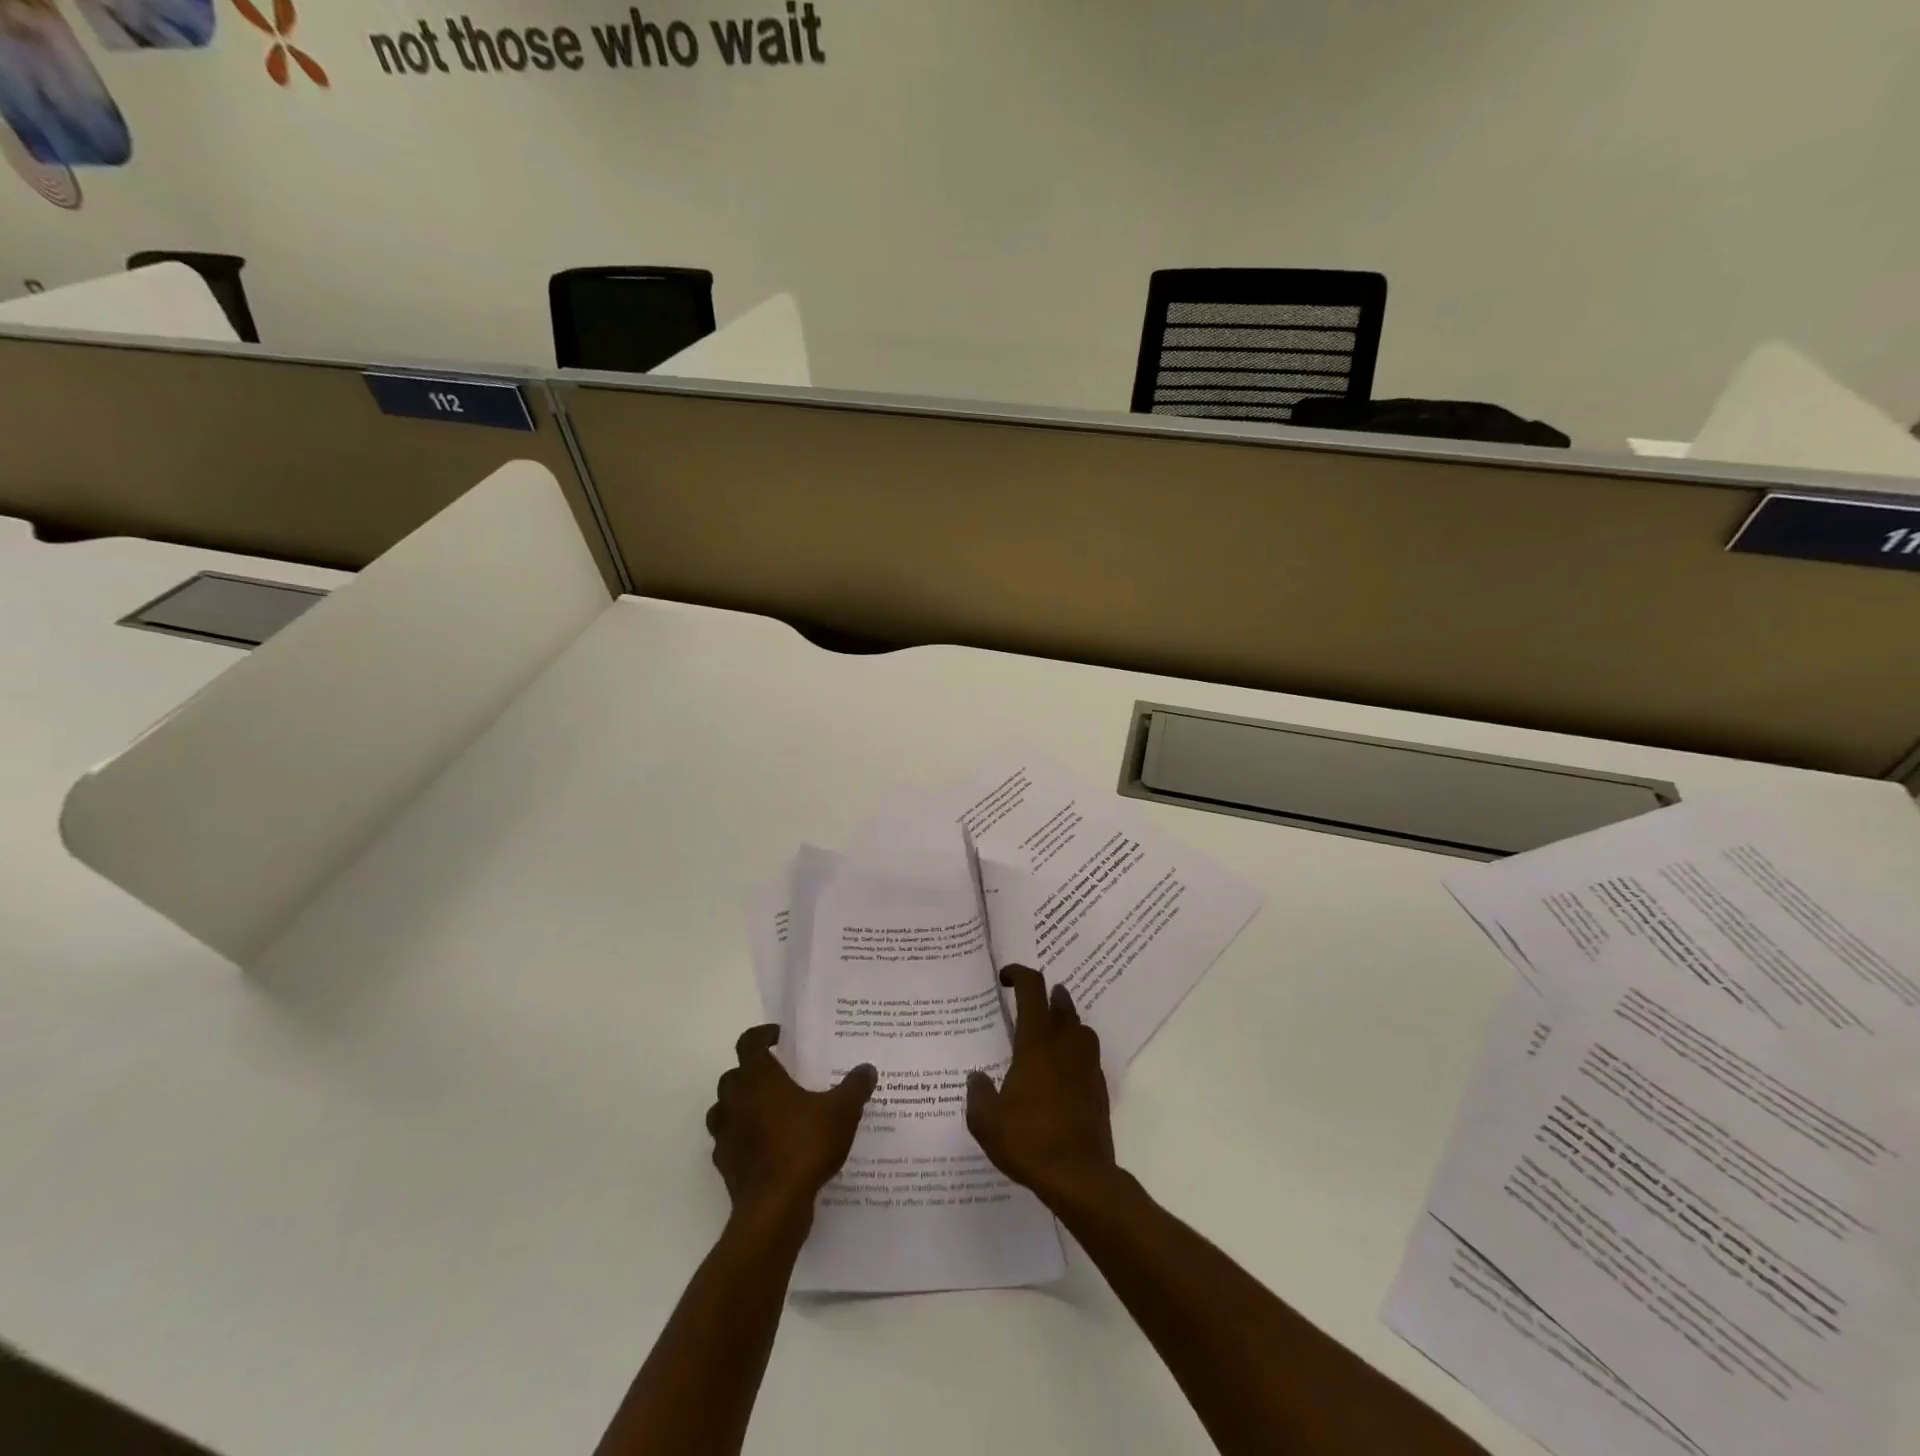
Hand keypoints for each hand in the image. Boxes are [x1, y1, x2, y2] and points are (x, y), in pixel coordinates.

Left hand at [706, 1025, 876, 1226]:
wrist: (775, 1207)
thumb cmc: (805, 1145)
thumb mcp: (842, 1111)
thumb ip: (855, 1087)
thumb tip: (867, 1069)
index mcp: (758, 1078)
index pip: (749, 1043)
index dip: (762, 1035)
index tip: (779, 1038)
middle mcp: (735, 1101)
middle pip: (733, 1075)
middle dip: (751, 1073)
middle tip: (778, 1077)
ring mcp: (726, 1134)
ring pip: (724, 1109)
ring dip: (740, 1106)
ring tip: (768, 1112)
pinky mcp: (725, 1165)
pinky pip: (729, 1142)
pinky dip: (742, 1139)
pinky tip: (765, 1147)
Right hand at [966, 966, 1117, 1208]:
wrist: (1079, 1176)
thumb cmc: (1029, 1141)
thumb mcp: (987, 1122)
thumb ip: (978, 1094)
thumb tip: (977, 1077)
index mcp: (1035, 1044)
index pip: (1032, 990)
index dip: (1019, 974)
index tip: (1006, 977)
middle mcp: (1065, 1045)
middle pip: (1062, 1002)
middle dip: (1048, 994)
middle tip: (1031, 1001)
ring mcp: (1086, 1065)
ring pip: (1081, 1027)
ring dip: (1067, 1021)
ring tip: (1050, 1033)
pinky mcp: (1100, 1087)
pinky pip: (1089, 1056)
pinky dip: (1077, 1052)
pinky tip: (1064, 1070)